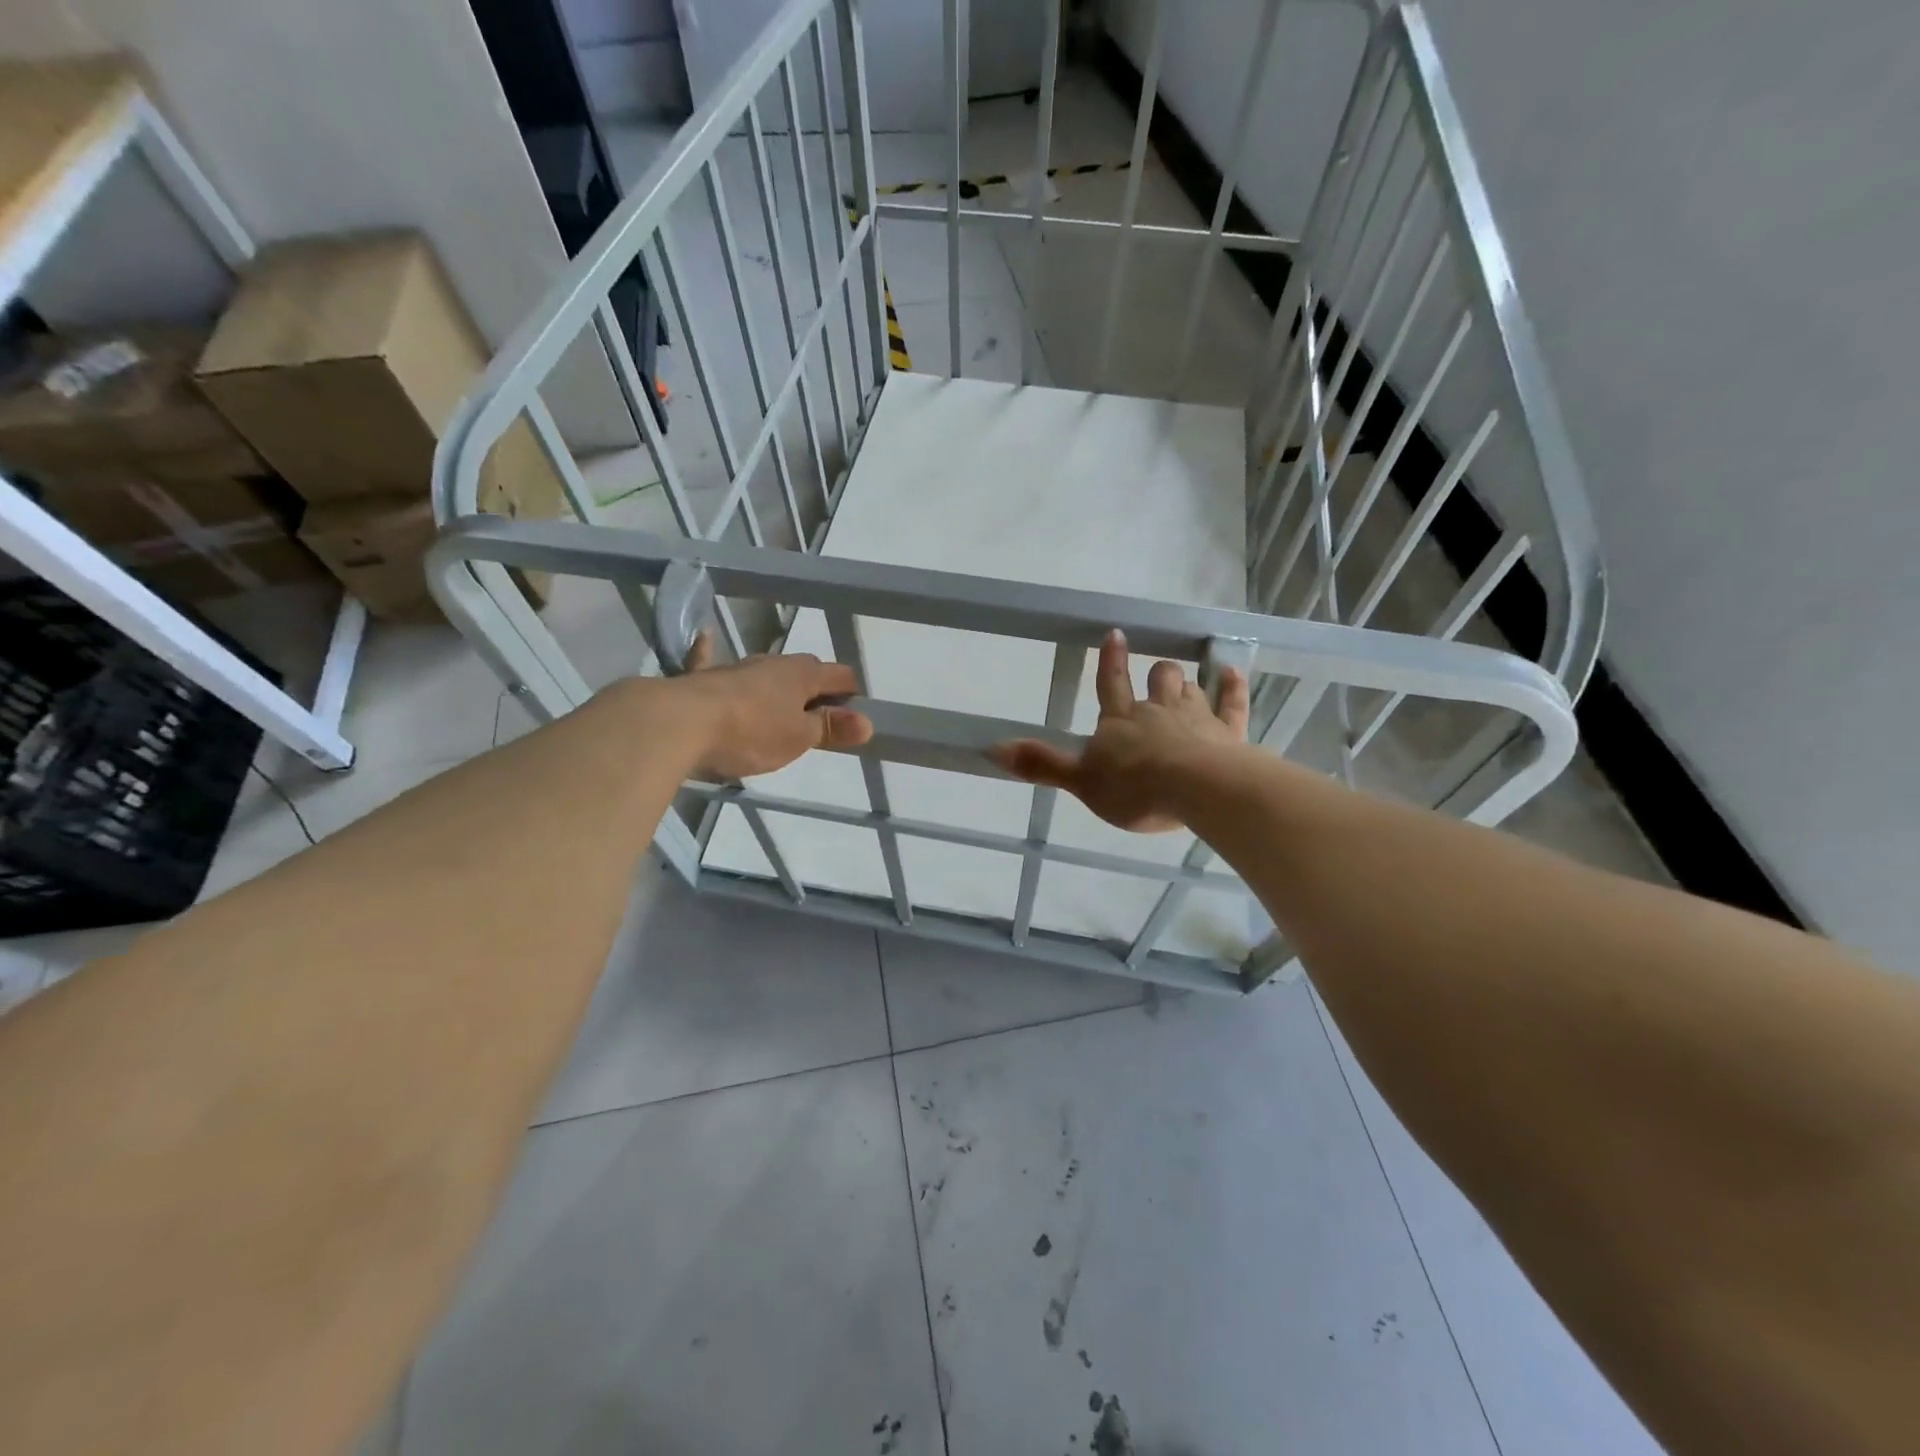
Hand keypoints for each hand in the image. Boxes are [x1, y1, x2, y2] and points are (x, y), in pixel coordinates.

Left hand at [671, 630, 873, 779]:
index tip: (852, 716)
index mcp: (801, 674)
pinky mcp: (701, 679)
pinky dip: (711, 653)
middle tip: (819, 719)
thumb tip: (867, 722)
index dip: (850, 694)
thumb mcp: (798, 739)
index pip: (839, 675)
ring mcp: (735, 668)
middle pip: (803, 671)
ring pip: (765, 671)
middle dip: (815, 690)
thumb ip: (830, 729)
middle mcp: (771, 663)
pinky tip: (707, 637)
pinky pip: (709, 661)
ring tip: (780, 707)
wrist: (679, 723)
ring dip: (776, 685)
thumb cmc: (750, 732)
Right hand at [990, 629, 1248, 831]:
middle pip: (1159, 681)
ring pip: (1191, 689)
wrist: (1195, 790)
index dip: (1112, 661)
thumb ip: (1041, 764)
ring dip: (1186, 685)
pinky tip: (1233, 673)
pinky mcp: (1228, 731)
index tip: (1116, 635)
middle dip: (1158, 675)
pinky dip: (1232, 687)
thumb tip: (991, 748)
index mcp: (1121, 721)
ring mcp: (1197, 717)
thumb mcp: (1080, 782)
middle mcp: (1158, 711)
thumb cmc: (1134, 788)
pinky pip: (1232, 702)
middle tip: (1159, 674)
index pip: (1112, 684)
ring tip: (1185, 683)